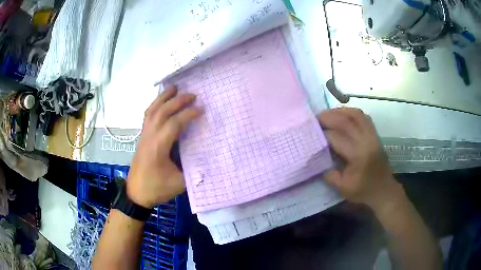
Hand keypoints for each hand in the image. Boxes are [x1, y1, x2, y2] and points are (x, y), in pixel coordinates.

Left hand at [126, 86, 201, 207]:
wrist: (136, 193)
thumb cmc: (156, 188)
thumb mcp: (179, 183)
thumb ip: (193, 169)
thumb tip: (206, 156)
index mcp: (158, 147)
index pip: (174, 124)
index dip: (188, 115)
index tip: (201, 110)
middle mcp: (149, 136)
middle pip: (162, 112)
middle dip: (178, 101)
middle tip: (193, 95)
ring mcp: (144, 135)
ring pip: (152, 110)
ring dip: (163, 98)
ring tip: (174, 88)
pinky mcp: (141, 137)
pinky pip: (147, 115)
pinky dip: (155, 105)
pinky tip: (161, 101)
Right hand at [318, 108, 401, 209]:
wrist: (383, 189)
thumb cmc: (363, 191)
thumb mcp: (343, 189)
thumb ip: (329, 174)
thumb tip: (318, 160)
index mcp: (358, 155)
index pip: (336, 137)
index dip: (322, 133)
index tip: (311, 133)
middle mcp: (366, 141)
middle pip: (346, 121)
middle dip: (329, 117)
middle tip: (316, 118)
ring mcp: (372, 135)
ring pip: (356, 115)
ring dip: (340, 111)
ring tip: (329, 114)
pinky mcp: (375, 134)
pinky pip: (363, 117)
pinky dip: (351, 113)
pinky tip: (343, 116)